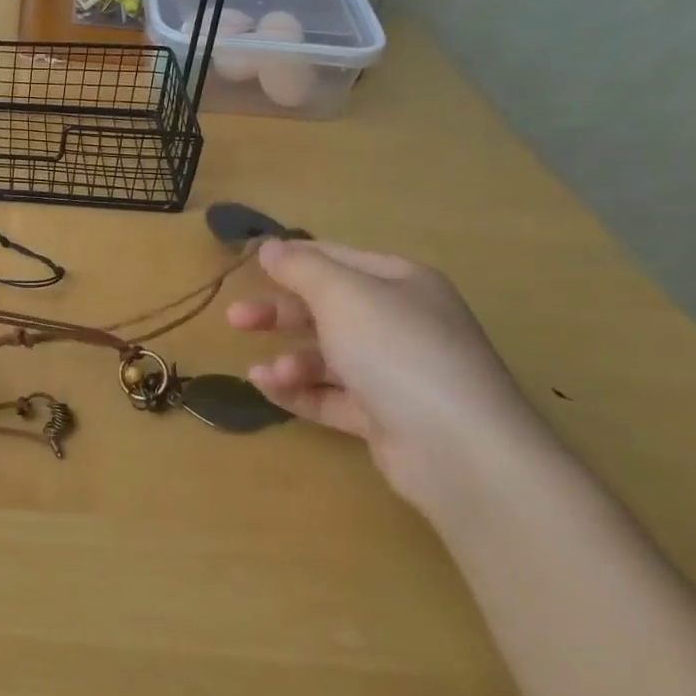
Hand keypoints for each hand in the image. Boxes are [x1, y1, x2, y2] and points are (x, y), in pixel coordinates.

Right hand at [227, 239, 552, 510]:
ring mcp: (395, 373)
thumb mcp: (342, 295)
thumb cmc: (397, 350)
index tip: (248, 266)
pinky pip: (332, 396)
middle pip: (328, 309)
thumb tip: (270, 246)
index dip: (292, 259)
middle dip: (280, 312)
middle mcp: (401, 323)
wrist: (459, 449)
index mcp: (400, 283)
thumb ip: (301, 268)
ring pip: (328, 356)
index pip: (337, 259)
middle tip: (236, 319)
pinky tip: (268, 389)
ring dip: (290, 360)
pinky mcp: (385, 417)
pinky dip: (299, 391)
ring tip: (264, 374)